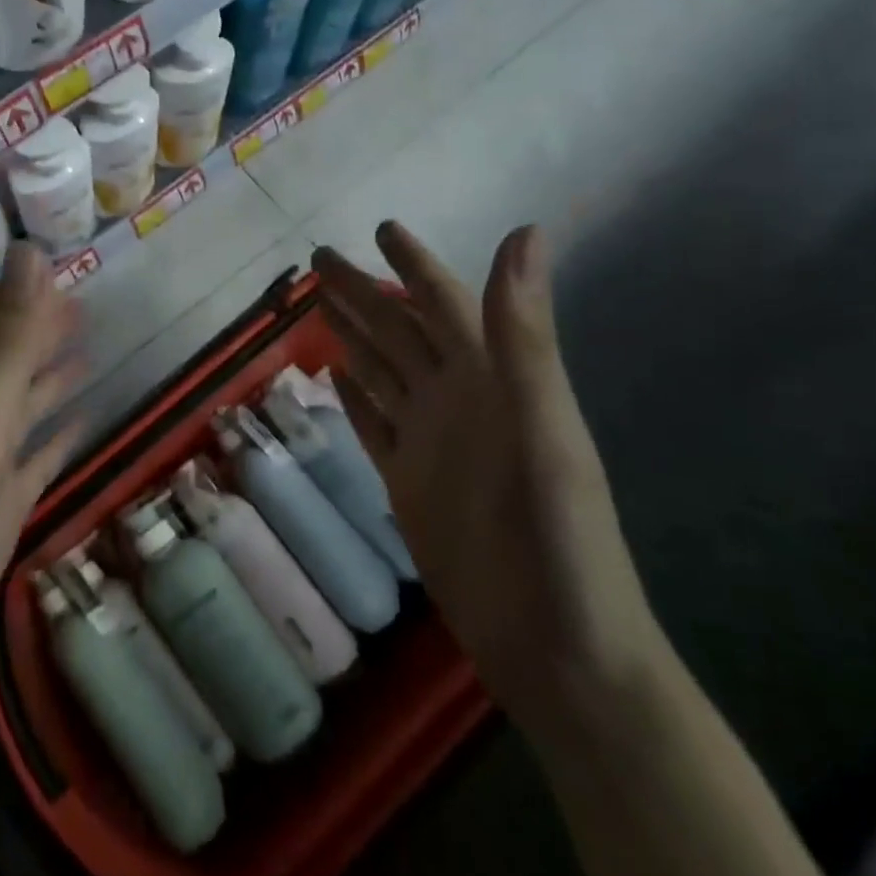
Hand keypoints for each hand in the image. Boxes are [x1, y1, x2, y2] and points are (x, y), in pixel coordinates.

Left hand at [0, 244, 87, 757]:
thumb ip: (8, 344)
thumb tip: (30, 251)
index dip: (21, 296)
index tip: (64, 265)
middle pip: (7, 364)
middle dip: (42, 331)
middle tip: (91, 303)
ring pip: (22, 410)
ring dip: (51, 379)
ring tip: (94, 349)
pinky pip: (34, 463)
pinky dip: (58, 439)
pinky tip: (83, 426)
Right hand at [312, 223, 668, 744]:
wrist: (554, 647)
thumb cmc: (557, 537)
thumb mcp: (543, 428)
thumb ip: (524, 335)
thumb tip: (526, 232)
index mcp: (490, 379)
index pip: (443, 303)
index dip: (414, 264)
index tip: (381, 229)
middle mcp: (455, 400)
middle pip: (397, 331)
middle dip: (362, 291)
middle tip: (318, 259)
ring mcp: (428, 442)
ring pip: (380, 371)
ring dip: (353, 335)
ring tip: (319, 304)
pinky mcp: (406, 482)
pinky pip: (372, 425)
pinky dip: (353, 397)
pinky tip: (334, 375)